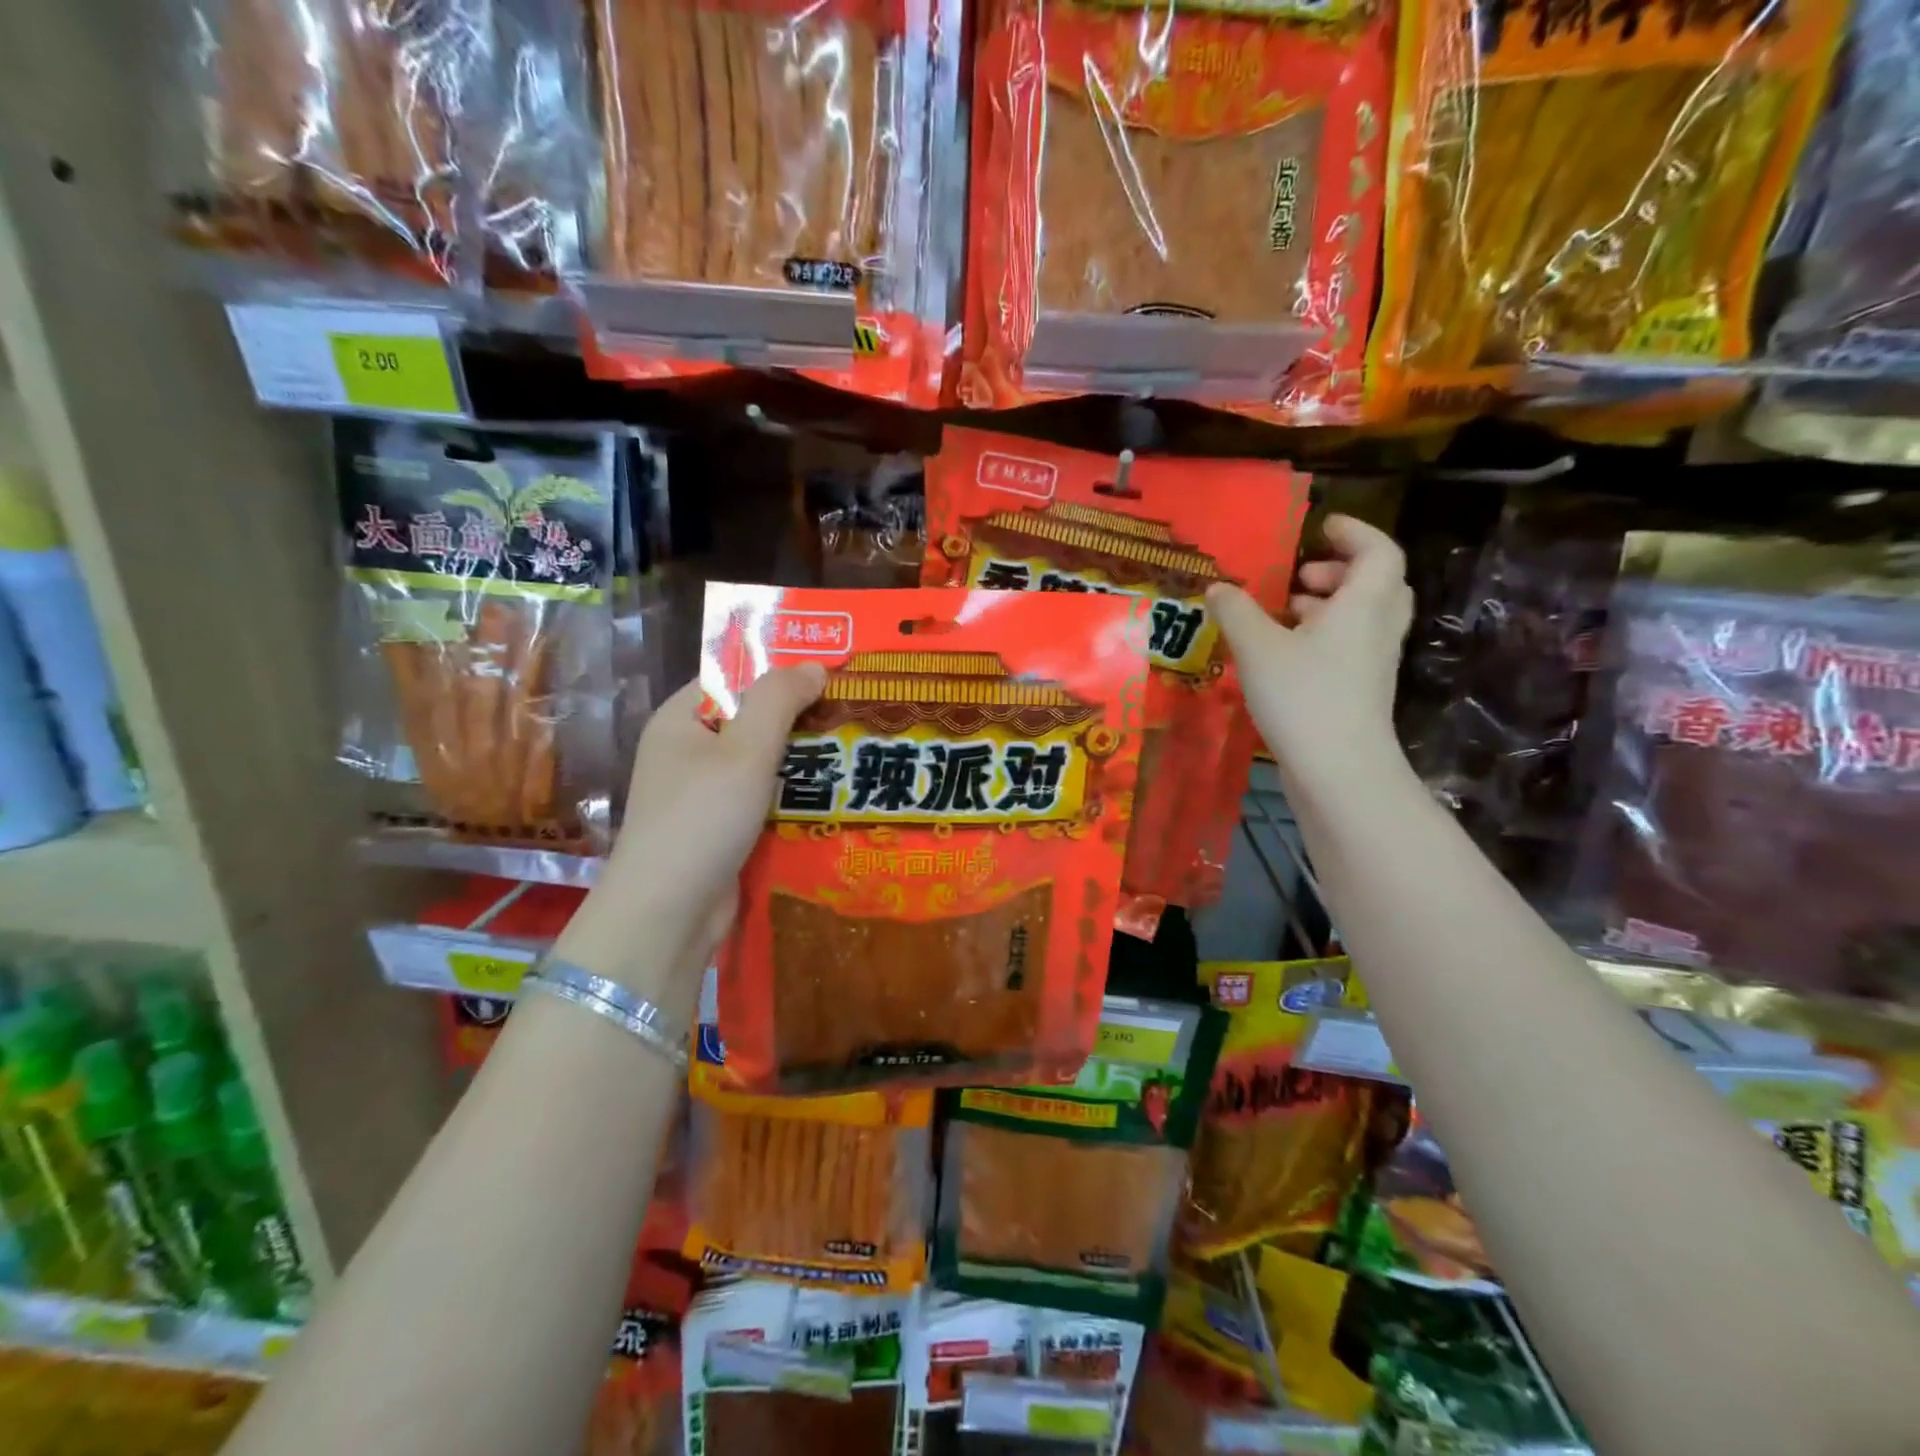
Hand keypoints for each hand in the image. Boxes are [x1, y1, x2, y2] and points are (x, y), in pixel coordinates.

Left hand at [556, 665, 825, 1001]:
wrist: (668, 916)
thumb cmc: (702, 820)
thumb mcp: (744, 751)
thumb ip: (778, 701)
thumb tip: (814, 665)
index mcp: (680, 720)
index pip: (733, 678)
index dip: (780, 670)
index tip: (832, 670)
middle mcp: (688, 752)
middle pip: (752, 720)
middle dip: (801, 717)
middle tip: (856, 710)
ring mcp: (704, 794)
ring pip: (763, 763)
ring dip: (803, 759)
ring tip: (857, 748)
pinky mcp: (722, 830)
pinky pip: (764, 799)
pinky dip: (793, 796)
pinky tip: (835, 795)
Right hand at [1206, 513, 1412, 789]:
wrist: (1339, 770)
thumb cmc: (1303, 696)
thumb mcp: (1258, 648)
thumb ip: (1236, 611)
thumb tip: (1218, 587)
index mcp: (1363, 604)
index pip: (1378, 551)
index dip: (1354, 532)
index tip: (1321, 527)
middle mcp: (1377, 628)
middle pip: (1376, 584)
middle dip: (1339, 571)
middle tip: (1300, 576)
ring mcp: (1373, 663)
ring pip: (1362, 618)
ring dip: (1329, 605)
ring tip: (1285, 612)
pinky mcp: (1362, 692)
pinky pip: (1350, 646)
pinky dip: (1324, 636)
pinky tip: (1284, 653)